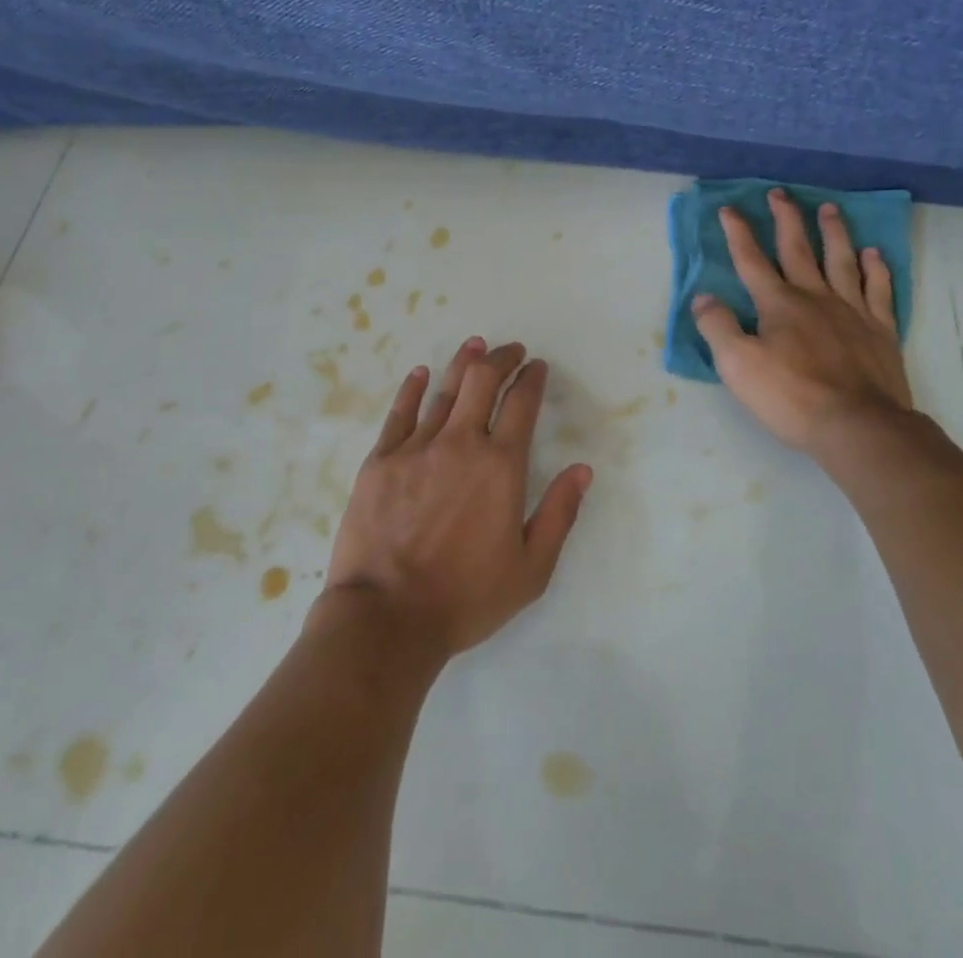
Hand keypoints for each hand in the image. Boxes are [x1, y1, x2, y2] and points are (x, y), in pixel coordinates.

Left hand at [322, 336, 593, 659]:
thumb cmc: (465, 598)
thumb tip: (582, 470)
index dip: (532, 379)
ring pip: (444, 390)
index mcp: (500, 466)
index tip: (537, 367)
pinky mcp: (380, 460)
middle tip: (510, 351)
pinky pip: (400, 413)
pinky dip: (413, 388)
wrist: (386, 617)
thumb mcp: (531, 569)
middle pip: (482, 381)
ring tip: (475, 346)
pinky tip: (420, 374)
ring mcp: (416, 448)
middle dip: (501, 359)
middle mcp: (461, 443)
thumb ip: (559, 514)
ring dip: (463, 363)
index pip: (522, 404)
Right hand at [693, 189, 913, 455]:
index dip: (738, 233)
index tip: (729, 208)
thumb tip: (703, 297)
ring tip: (830, 208)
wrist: (858, 426)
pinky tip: (873, 253)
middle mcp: (815, 297)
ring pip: (841, 260)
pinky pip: (879, 289)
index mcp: (778, 304)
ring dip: (834, 232)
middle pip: (798, 249)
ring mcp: (852, 311)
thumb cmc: (792, 397)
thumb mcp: (738, 366)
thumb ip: (718, 327)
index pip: (752, 260)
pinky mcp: (881, 330)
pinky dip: (876, 268)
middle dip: (786, 219)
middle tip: (780, 193)